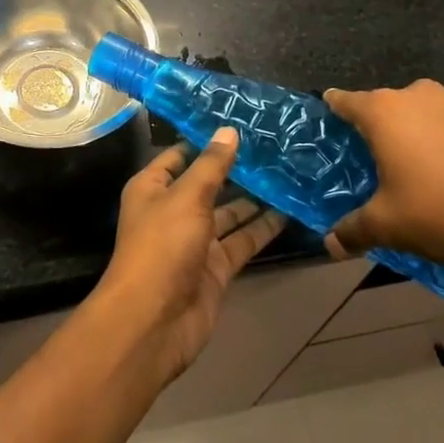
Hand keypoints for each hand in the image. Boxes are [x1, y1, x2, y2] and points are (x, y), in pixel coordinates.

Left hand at [93, 128, 285, 383]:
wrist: (154, 321)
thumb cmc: (162, 246)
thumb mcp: (186, 197)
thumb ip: (211, 165)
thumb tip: (228, 131)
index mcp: (153, 188)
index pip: (179, 155)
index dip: (205, 140)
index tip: (239, 121)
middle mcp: (173, 211)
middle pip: (208, 183)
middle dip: (236, 168)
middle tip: (275, 145)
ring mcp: (196, 241)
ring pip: (229, 213)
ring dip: (255, 197)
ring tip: (289, 172)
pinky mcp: (216, 267)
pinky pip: (242, 241)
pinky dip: (263, 228)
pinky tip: (290, 210)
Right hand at [322, 80, 443, 276]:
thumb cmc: (441, 213)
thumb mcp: (388, 226)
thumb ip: (354, 230)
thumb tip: (331, 244)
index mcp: (385, 112)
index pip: (346, 101)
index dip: (335, 109)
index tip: (331, 116)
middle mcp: (420, 95)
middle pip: (390, 106)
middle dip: (386, 129)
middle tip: (386, 162)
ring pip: (431, 112)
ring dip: (426, 132)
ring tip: (433, 170)